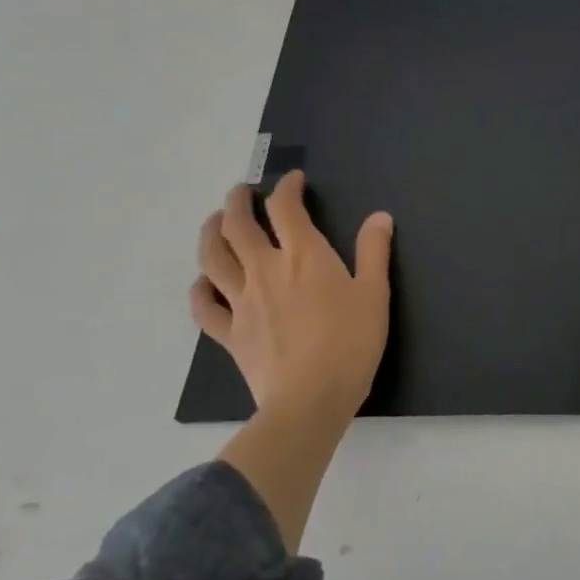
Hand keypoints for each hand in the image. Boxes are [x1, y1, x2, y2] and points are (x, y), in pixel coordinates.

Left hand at [191, 171, 394, 423]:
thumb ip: (374, 251)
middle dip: (238, 202)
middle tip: (243, 192)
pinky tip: (204, 283)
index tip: (293, 181)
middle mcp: (265, 270)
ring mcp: (242, 302)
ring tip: (215, 223)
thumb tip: (379, 217)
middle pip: (238, 226)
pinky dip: (200, 289)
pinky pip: (204, 306)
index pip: (287, 209)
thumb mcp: (375, 293)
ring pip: (213, 259)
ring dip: (210, 234)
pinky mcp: (230, 333)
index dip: (287, 189)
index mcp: (304, 256)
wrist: (310, 398)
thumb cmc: (351, 342)